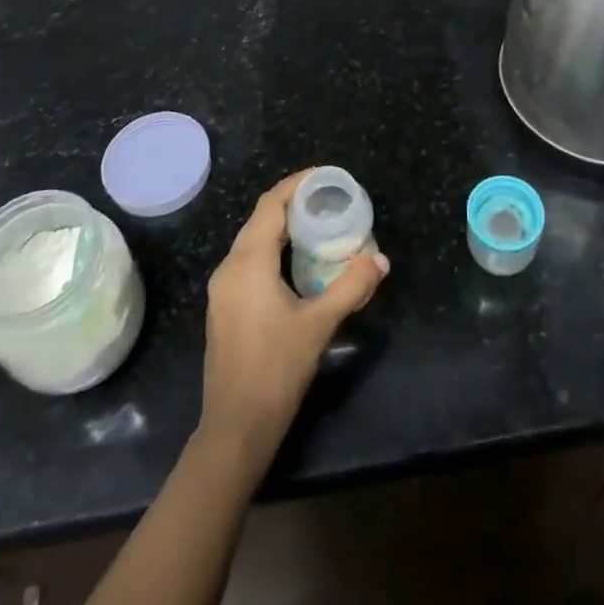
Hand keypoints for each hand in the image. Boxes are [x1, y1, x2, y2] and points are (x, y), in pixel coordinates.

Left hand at [197, 170, 388, 472]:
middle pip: (260, 219)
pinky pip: (249, 260)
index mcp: (247, 262)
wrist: (234, 429)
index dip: (295, 185)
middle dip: (292, 203)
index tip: (324, 176)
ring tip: (318, 224)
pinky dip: (273, 249)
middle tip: (328, 199)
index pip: (270, 205)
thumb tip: (380, 258)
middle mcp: (230, 267)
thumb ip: (350, 287)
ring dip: (282, 227)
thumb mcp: (319, 325)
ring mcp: (223, 289)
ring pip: (253, 240)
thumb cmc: (275, 370)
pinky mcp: (225, 307)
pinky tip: (297, 262)